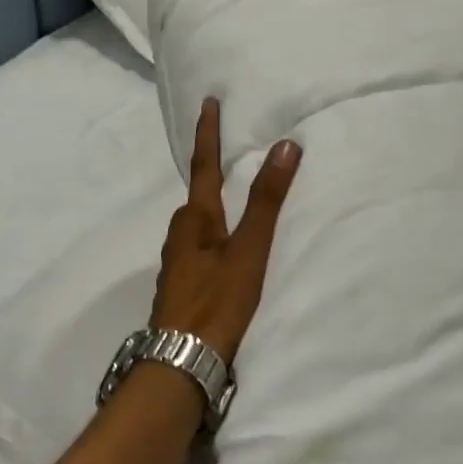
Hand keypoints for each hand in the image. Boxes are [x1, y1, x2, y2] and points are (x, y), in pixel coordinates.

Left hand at [152, 98, 301, 366]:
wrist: (182, 361)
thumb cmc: (217, 302)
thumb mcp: (249, 251)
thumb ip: (266, 202)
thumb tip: (284, 146)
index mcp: (195, 220)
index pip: (203, 165)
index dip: (208, 133)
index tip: (208, 102)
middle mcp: (180, 236)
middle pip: (197, 197)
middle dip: (210, 174)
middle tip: (227, 154)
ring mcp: (177, 263)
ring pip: (197, 225)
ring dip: (213, 208)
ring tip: (233, 201)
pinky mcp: (181, 287)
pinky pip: (199, 248)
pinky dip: (213, 237)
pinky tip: (225, 251)